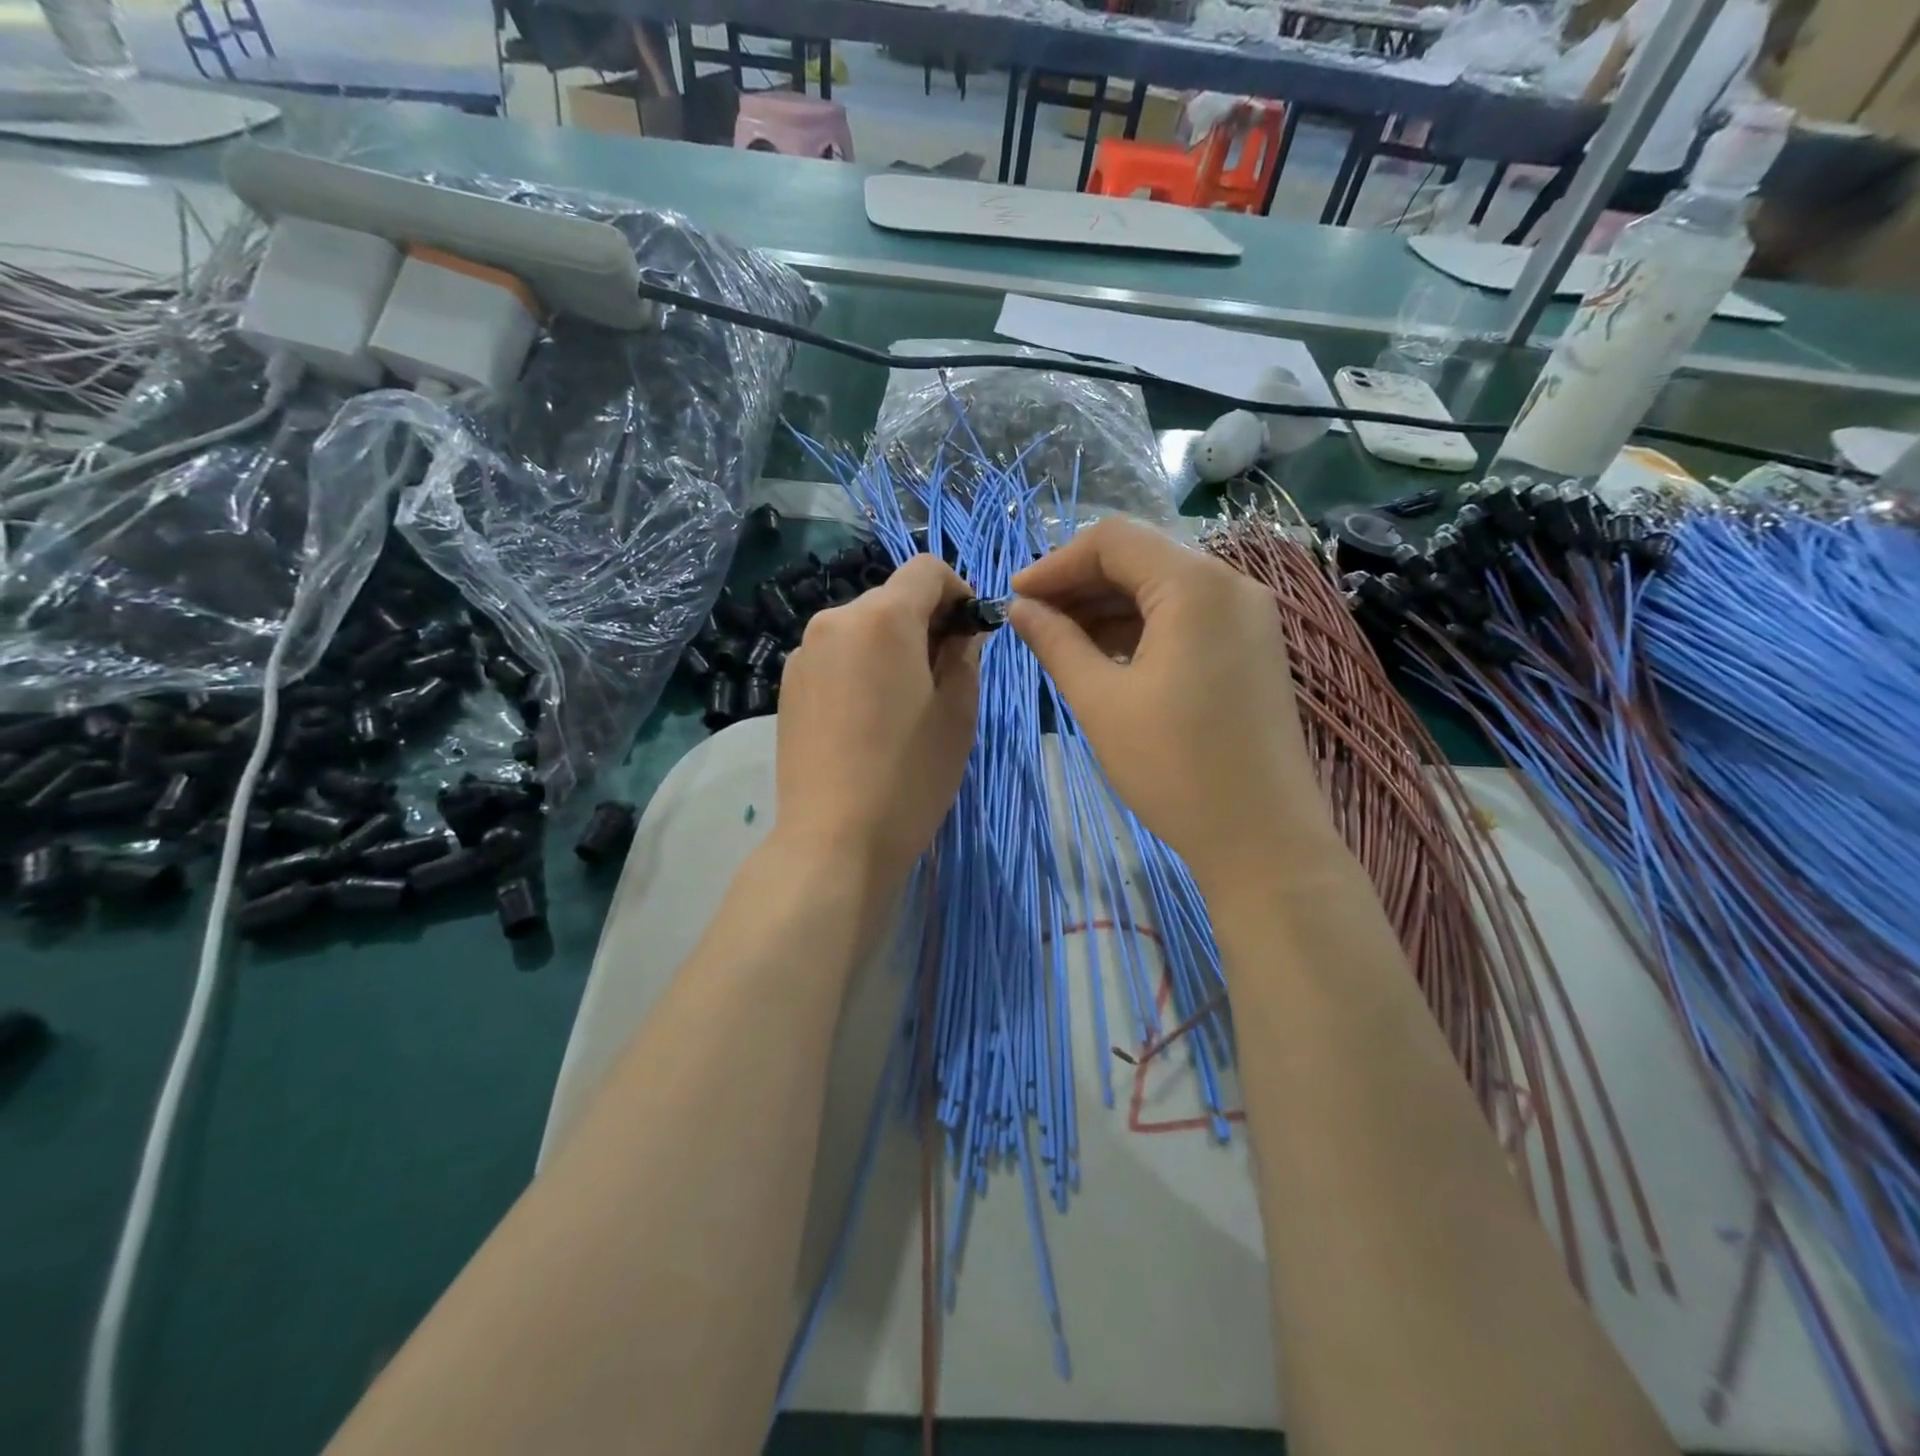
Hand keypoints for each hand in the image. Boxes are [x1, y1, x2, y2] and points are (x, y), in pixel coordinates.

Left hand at [772, 555, 979, 890]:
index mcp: (882, 618)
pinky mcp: (787, 685)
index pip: (926, 569)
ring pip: (861, 628)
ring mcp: (803, 653)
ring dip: (891, 647)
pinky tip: (867, 720)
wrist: (833, 840)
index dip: (958, 591)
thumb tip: (961, 632)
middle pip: (891, 598)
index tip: (969, 634)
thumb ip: (964, 656)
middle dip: (924, 623)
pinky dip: (860, 667)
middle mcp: (834, 620)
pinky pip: (836, 656)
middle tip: (943, 678)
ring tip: (903, 705)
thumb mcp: (957, 714)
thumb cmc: (909, 776)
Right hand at [1008, 518, 1330, 888]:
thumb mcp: (1101, 701)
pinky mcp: (1253, 648)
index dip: (1056, 563)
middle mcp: (1231, 585)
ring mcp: (1249, 616)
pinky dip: (1143, 628)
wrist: (1261, 838)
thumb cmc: (1173, 767)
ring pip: (1164, 589)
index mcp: (1195, 586)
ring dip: (1109, 607)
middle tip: (1032, 621)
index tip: (1015, 597)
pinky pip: (1188, 618)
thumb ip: (1056, 642)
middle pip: (1141, 559)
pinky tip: (1107, 657)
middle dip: (1081, 585)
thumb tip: (1019, 608)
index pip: (1113, 541)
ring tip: (1061, 642)